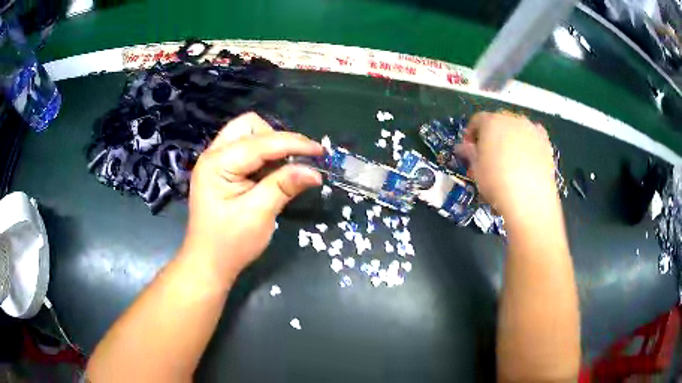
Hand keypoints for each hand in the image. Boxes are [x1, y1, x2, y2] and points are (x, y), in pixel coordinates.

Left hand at [181, 113, 322, 280]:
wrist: (209, 263)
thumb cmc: (230, 244)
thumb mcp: (259, 215)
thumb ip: (284, 186)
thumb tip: (315, 171)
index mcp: (217, 163)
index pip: (261, 142)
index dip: (293, 144)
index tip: (320, 152)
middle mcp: (214, 154)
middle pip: (249, 126)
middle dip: (276, 138)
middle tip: (293, 161)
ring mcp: (216, 161)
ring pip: (248, 134)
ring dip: (271, 146)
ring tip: (286, 169)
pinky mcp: (222, 170)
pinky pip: (247, 150)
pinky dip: (264, 157)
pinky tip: (272, 174)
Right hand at [455, 112, 557, 219]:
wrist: (530, 199)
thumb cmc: (497, 183)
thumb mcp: (476, 170)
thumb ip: (470, 154)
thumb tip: (463, 147)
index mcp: (491, 122)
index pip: (477, 120)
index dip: (471, 134)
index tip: (469, 150)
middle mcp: (512, 119)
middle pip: (498, 122)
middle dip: (491, 136)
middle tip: (488, 156)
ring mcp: (531, 129)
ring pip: (516, 128)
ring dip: (509, 139)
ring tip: (508, 160)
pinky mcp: (545, 142)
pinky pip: (533, 136)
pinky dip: (528, 143)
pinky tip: (526, 159)